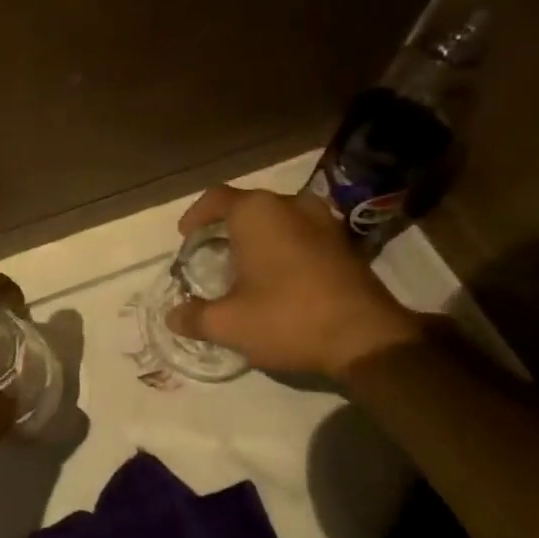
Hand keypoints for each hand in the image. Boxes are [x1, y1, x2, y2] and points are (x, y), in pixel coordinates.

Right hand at [166, 186, 423, 378]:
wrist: (366, 338)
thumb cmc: (288, 318)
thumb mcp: (229, 324)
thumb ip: (195, 317)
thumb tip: (172, 318)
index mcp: (257, 213)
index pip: (215, 199)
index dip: (195, 216)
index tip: (185, 237)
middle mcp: (291, 206)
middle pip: (248, 206)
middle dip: (226, 227)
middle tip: (211, 254)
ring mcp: (324, 222)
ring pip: (279, 219)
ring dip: (259, 236)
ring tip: (245, 265)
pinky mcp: (345, 245)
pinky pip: (303, 234)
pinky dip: (285, 247)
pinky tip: (279, 278)